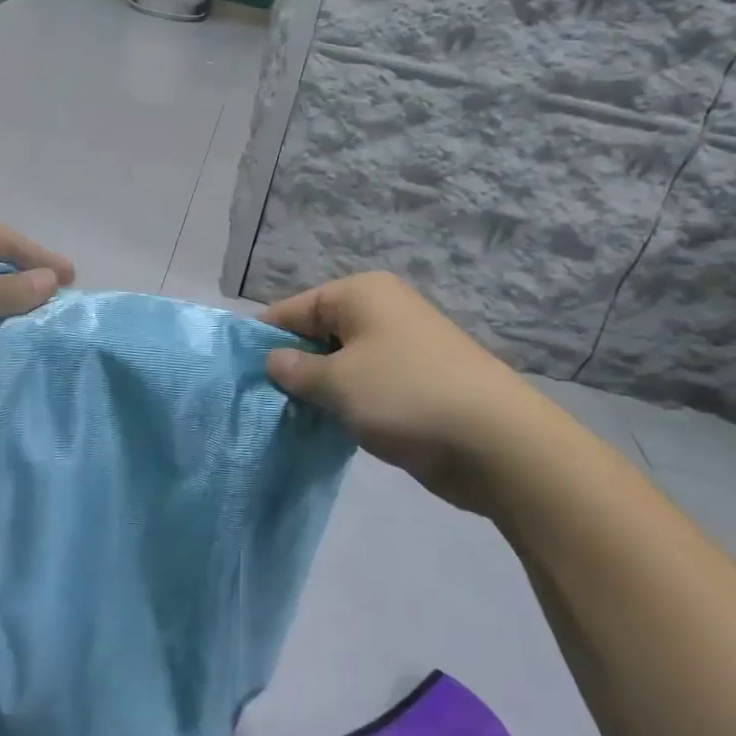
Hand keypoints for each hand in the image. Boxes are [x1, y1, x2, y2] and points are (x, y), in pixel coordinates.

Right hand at [263, 272, 539, 511]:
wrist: (496, 442)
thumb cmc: (405, 395)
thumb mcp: (337, 383)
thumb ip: (296, 370)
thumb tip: (273, 361)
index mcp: (361, 294)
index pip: (295, 308)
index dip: (266, 337)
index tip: (239, 369)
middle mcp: (381, 310)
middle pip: (319, 332)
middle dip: (292, 365)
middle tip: (262, 400)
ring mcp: (403, 346)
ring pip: (342, 362)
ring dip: (320, 388)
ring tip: (289, 418)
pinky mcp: (417, 381)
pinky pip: (366, 384)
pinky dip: (347, 402)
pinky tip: (327, 427)